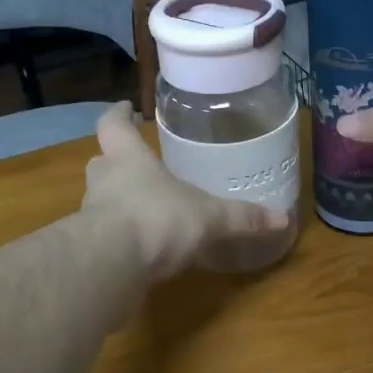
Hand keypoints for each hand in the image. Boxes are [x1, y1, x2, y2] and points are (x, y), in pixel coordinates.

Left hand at [83, 103, 287, 277]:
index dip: (119, 115)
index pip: (113, 125)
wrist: (112, 264)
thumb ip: (241, 217)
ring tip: (142, 210)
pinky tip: (139, 248)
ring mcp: (90, 215)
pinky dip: (118, 237)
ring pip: (100, 199)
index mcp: (129, 159)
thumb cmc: (158, 219)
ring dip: (116, 201)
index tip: (125, 107)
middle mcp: (105, 181)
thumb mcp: (209, 217)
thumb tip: (283, 217)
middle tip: (136, 165)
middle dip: (116, 162)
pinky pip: (103, 235)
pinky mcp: (90, 249)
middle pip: (102, 162)